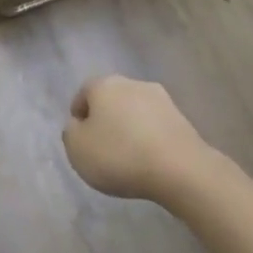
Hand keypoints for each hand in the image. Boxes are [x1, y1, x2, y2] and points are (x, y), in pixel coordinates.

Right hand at [63, 76, 215, 203]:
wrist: (180, 169)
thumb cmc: (120, 156)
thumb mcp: (77, 149)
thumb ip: (71, 133)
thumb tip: (78, 125)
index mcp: (103, 85)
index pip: (84, 93)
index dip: (79, 115)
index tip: (80, 138)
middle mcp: (131, 83)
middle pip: (111, 99)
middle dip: (106, 119)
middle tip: (103, 147)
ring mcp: (160, 98)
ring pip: (135, 111)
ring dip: (130, 127)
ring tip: (128, 156)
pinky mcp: (181, 118)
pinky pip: (155, 126)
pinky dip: (149, 138)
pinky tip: (149, 160)